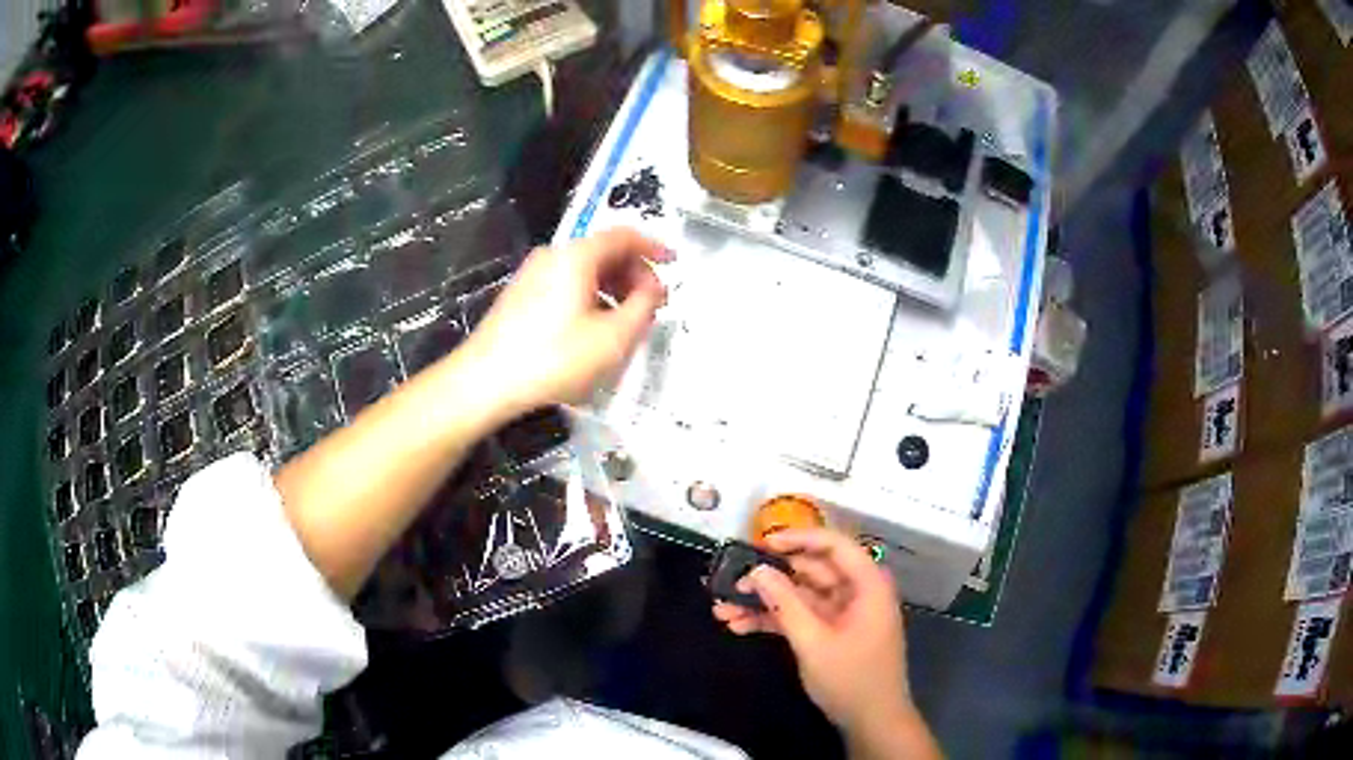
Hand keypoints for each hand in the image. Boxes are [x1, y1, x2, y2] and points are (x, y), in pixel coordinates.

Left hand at [460, 227, 670, 416]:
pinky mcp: (521, 295)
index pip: (623, 236)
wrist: (485, 381)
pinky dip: (591, 296)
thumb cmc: (553, 358)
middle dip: (634, 273)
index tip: (673, 263)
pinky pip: (567, 284)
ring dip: (614, 288)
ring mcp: (533, 274)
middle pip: (604, 252)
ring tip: (628, 321)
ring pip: (585, 270)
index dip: (653, 247)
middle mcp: (553, 256)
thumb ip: (643, 308)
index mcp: (576, 256)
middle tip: (653, 304)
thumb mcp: (612, 338)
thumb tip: (653, 289)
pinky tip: (595, 329)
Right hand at [713, 529, 914, 736]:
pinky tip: (739, 626)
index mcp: (866, 585)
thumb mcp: (814, 642)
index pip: (834, 545)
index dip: (798, 538)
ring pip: (799, 596)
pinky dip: (773, 620)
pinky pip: (799, 616)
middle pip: (810, 571)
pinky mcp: (831, 632)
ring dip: (763, 602)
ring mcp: (842, 614)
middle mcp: (856, 592)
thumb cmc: (851, 678)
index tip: (760, 543)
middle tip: (729, 581)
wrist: (872, 721)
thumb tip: (756, 571)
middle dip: (769, 577)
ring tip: (722, 609)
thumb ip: (785, 604)